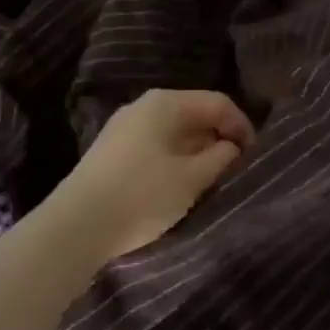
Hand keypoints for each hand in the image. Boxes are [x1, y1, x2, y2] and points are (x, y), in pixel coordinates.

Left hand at [49, 90, 254, 262]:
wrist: (75, 226)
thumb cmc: (142, 195)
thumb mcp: (192, 178)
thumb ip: (220, 158)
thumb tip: (230, 147)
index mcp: (166, 103)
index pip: (218, 102)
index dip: (242, 126)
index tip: (254, 157)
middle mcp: (144, 106)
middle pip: (195, 114)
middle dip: (219, 139)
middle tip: (235, 170)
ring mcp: (124, 128)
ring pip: (174, 132)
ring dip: (197, 153)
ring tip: (211, 181)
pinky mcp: (112, 152)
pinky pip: (156, 146)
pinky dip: (175, 160)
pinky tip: (179, 186)